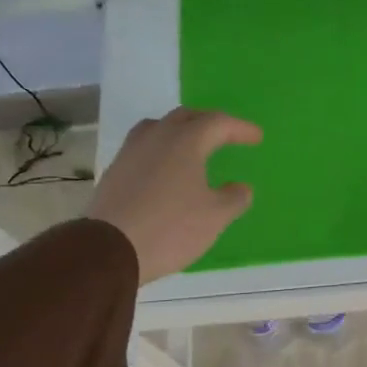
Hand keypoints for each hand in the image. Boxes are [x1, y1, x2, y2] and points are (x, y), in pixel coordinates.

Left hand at [88, 107, 261, 282]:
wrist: (110, 249)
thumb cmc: (171, 228)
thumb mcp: (215, 217)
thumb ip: (234, 198)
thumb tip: (241, 188)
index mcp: (185, 141)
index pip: (218, 123)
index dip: (240, 128)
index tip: (256, 138)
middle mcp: (156, 137)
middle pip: (186, 117)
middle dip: (209, 123)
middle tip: (225, 135)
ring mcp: (130, 152)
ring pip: (158, 128)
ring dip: (180, 132)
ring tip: (192, 147)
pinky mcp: (115, 171)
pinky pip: (143, 148)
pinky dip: (161, 150)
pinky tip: (166, 170)